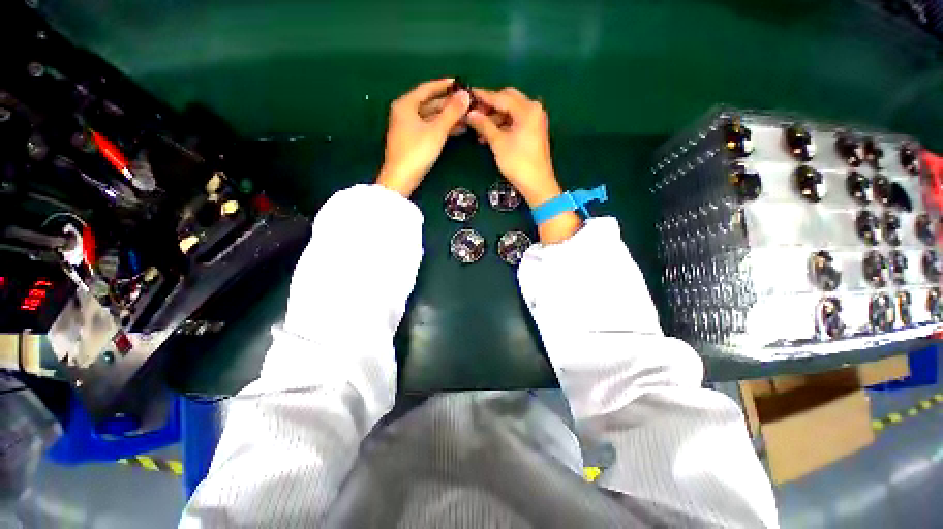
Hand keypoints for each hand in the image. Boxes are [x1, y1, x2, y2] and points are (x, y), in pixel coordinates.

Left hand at [377, 79, 470, 196]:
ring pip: (431, 118)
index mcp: (406, 104)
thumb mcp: (437, 130)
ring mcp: (407, 128)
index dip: (444, 85)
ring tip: (467, 118)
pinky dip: (442, 128)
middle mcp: (405, 112)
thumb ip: (452, 112)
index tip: (460, 83)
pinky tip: (457, 130)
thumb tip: (465, 95)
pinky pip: (429, 128)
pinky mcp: (412, 141)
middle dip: (449, 104)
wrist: (401, 178)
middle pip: (430, 103)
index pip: (427, 88)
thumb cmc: (417, 151)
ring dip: (448, 118)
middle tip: (468, 104)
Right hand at [467, 87, 580, 243]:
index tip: (467, 95)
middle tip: (473, 113)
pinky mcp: (533, 131)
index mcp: (527, 109)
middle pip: (508, 100)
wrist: (537, 184)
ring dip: (495, 118)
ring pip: (511, 112)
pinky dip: (502, 126)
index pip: (501, 97)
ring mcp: (535, 120)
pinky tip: (489, 135)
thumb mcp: (498, 143)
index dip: (483, 96)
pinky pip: (515, 121)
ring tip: (479, 129)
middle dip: (490, 106)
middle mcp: (533, 109)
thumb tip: (470, 113)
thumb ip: (484, 125)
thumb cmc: (518, 162)